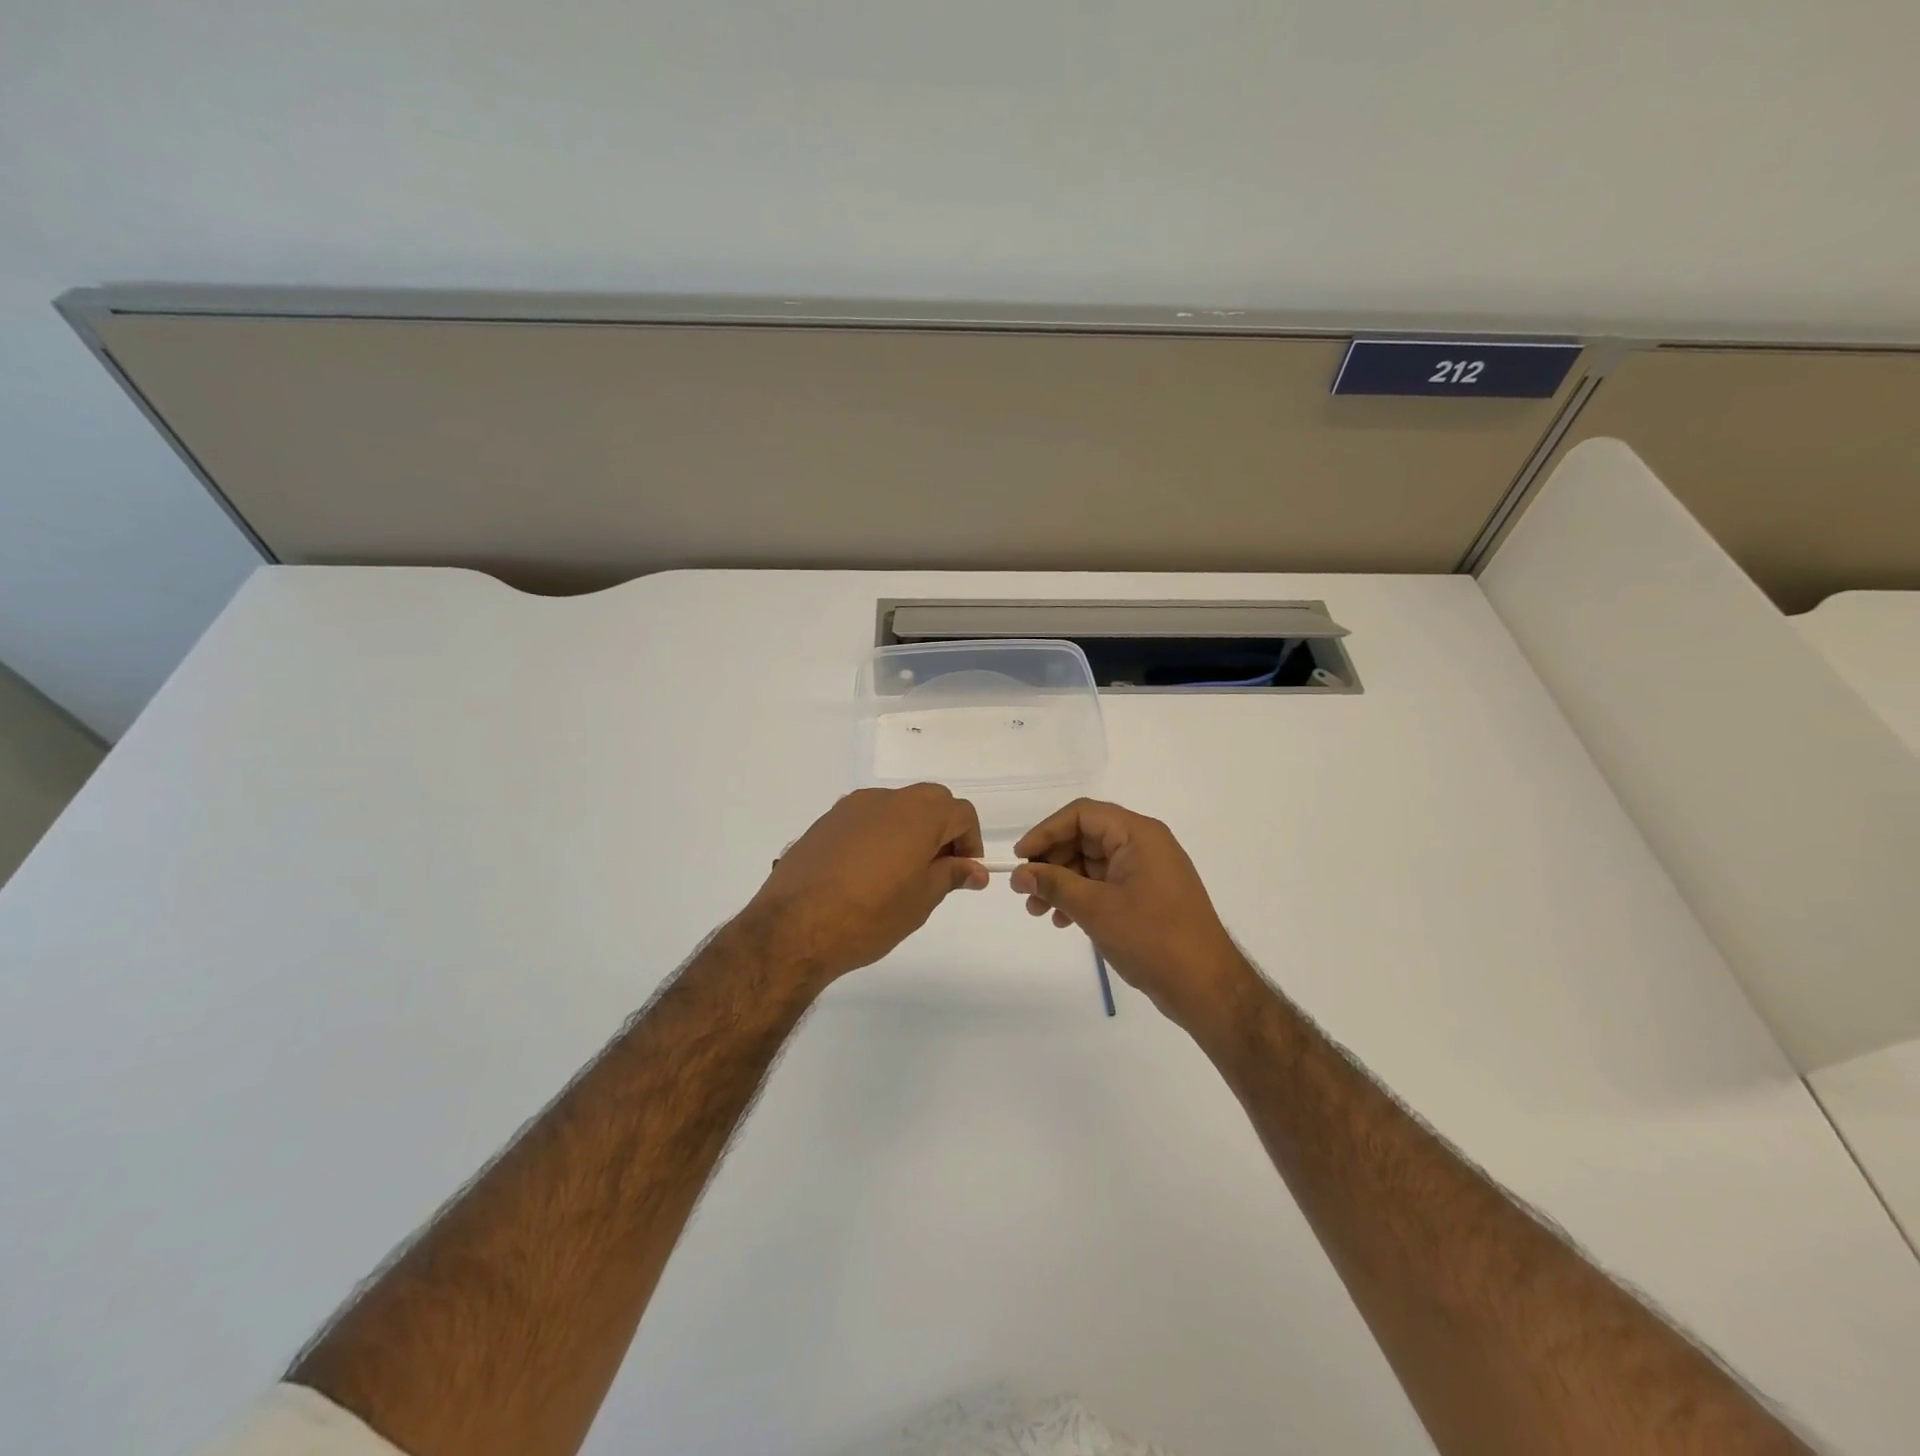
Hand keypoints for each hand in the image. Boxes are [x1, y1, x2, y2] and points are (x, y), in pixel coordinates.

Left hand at [739, 785, 987, 982]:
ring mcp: (851, 807)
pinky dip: (878, 836)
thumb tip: (974, 869)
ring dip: (909, 831)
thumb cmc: (870, 915)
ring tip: (899, 875)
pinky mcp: (825, 821)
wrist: (794, 926)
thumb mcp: (921, 900)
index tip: (963, 873)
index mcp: (918, 814)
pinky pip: (866, 819)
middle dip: (942, 831)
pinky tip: (865, 874)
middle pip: (929, 802)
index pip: (961, 813)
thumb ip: (951, 875)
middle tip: (936, 872)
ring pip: (896, 808)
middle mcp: (886, 799)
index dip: (970, 842)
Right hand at [1009, 799, 1253, 1035]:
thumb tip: (1019, 873)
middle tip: (1024, 889)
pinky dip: (1081, 896)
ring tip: (1036, 910)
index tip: (1020, 858)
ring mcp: (1148, 871)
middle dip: (1051, 862)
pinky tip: (1062, 920)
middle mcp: (1144, 844)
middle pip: (1085, 837)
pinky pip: (1106, 884)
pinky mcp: (1148, 895)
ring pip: (1092, 863)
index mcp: (1138, 834)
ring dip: (1062, 882)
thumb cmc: (1151, 937)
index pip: (1081, 814)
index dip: (1046, 832)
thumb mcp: (1095, 908)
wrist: (1205, 987)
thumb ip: (1054, 884)